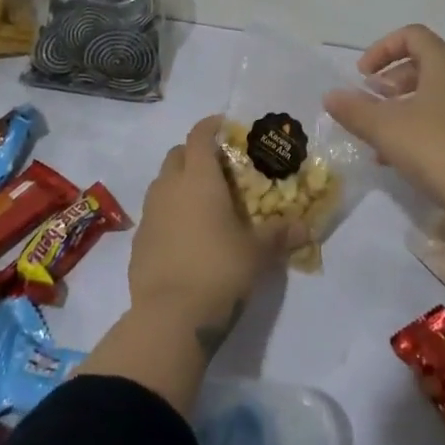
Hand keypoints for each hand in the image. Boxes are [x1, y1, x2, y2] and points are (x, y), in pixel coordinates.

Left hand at [128, 116, 300, 340]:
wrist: (170, 318)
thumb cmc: (219, 270)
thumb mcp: (257, 252)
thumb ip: (280, 235)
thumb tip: (306, 228)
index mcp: (199, 179)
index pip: (200, 136)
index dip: (211, 126)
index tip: (225, 126)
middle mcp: (170, 188)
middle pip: (176, 155)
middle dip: (194, 154)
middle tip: (218, 167)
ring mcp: (149, 214)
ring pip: (162, 183)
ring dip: (179, 182)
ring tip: (202, 201)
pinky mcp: (138, 242)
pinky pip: (154, 213)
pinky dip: (169, 213)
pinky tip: (185, 235)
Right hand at [322, 25, 444, 219]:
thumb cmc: (438, 150)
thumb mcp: (386, 129)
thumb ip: (355, 110)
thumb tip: (330, 95)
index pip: (412, 35)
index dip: (382, 49)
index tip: (362, 76)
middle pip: (424, 63)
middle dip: (391, 81)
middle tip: (371, 104)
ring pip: (436, 94)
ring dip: (404, 107)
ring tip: (381, 136)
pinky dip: (423, 125)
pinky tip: (404, 158)